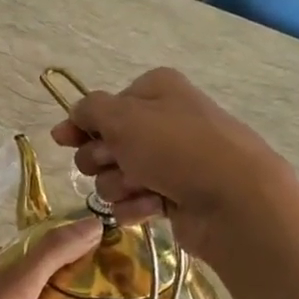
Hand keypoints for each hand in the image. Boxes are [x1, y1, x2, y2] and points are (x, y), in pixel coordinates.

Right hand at [51, 67, 290, 266]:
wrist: (234, 200)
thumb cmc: (175, 148)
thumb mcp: (123, 117)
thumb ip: (88, 111)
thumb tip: (70, 119)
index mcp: (155, 91)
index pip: (102, 107)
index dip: (82, 126)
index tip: (65, 141)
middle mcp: (163, 122)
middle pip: (105, 143)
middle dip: (103, 159)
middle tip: (118, 163)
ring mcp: (170, 161)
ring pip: (116, 176)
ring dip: (120, 185)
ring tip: (143, 188)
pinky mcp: (173, 196)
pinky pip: (134, 202)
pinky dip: (137, 206)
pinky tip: (153, 207)